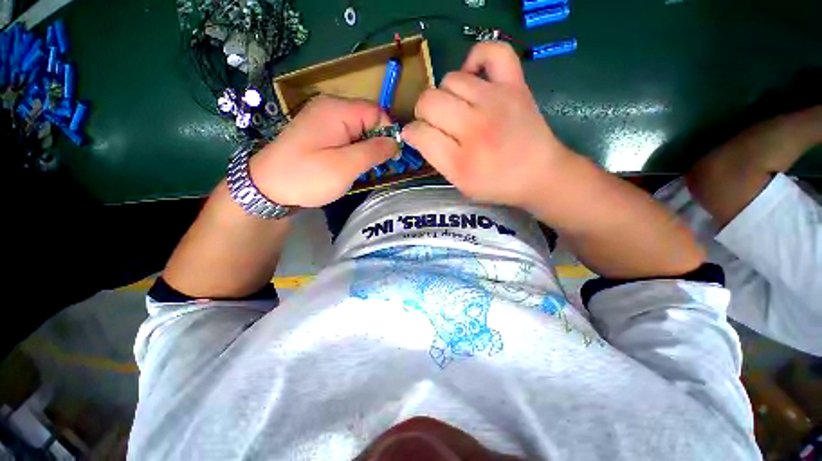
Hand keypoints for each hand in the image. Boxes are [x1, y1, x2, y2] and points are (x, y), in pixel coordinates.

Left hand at [250, 96, 397, 207]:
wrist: (267, 188)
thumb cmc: (307, 176)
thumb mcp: (346, 166)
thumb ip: (374, 151)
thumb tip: (396, 142)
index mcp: (338, 110)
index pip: (378, 112)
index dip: (389, 134)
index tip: (391, 158)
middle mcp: (331, 107)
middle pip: (369, 120)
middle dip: (377, 143)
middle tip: (375, 168)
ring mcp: (324, 119)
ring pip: (359, 130)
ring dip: (366, 149)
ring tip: (362, 169)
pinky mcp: (320, 132)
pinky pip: (347, 136)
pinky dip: (354, 150)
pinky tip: (350, 165)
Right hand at [402, 42, 572, 208]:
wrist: (539, 174)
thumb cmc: (496, 184)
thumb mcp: (459, 183)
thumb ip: (435, 158)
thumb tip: (415, 133)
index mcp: (460, 161)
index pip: (419, 133)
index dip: (412, 133)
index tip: (416, 136)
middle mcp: (475, 127)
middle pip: (429, 101)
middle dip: (423, 113)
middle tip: (435, 124)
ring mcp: (496, 101)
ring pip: (450, 79)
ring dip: (445, 94)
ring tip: (455, 107)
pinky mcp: (514, 85)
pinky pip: (492, 52)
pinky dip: (476, 58)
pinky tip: (473, 77)